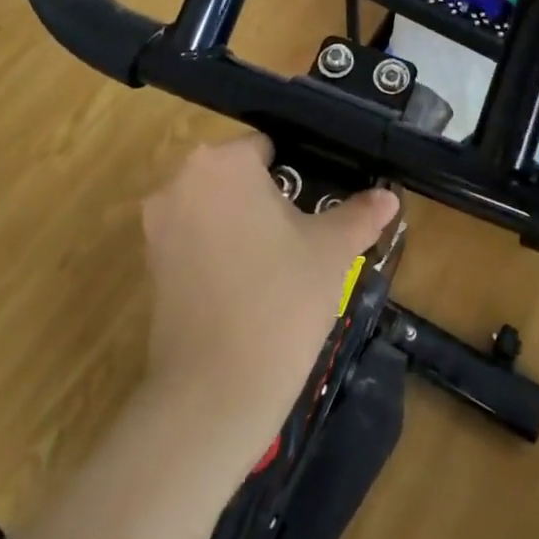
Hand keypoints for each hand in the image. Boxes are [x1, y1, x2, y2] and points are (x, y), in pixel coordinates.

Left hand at [141, 135, 397, 452]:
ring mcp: (158, 224)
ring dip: (241, 225)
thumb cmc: (282, 299)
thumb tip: (388, 196)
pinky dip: (217, 252)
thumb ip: (360, 214)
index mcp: (222, 162)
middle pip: (235, 176)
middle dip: (267, 199)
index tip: (316, 206)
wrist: (215, 390)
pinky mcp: (149, 264)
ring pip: (213, 208)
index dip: (297, 174)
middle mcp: (180, 181)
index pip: (266, 148)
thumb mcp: (332, 251)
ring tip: (278, 266)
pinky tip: (246, 288)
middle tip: (301, 238)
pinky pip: (193, 240)